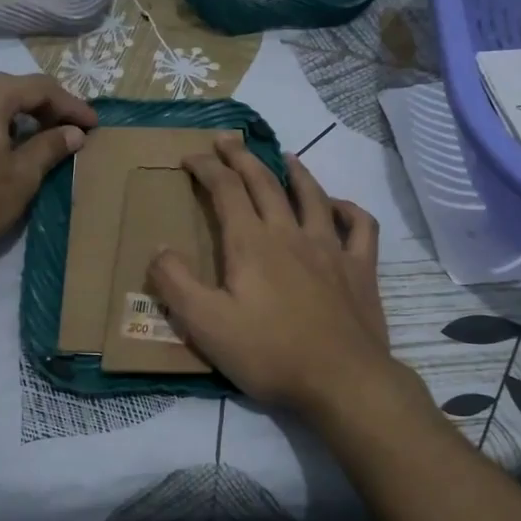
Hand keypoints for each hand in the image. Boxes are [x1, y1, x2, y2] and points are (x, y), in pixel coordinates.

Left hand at [0, 72, 97, 262]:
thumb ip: (50, 148)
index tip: (93, 126)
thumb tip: (73, 132)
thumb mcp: (23, 176)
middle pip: (7, 88)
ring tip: (20, 135)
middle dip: (40, 105)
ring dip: (3, 114)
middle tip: (64, 129)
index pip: (40, 88)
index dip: (71, 104)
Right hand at [149, 135, 392, 414]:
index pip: (225, 190)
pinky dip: (348, 209)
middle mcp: (290, 234)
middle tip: (227, 140)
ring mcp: (330, 248)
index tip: (190, 157)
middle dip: (241, 157)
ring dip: (294, 171)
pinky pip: (360, 227)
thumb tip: (159, 248)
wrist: (342, 381)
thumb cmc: (269, 354)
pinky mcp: (360, 269)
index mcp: (251, 244)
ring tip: (283, 156)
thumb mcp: (206, 325)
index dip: (205, 168)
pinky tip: (338, 207)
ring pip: (312, 195)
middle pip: (264, 182)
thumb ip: (176, 283)